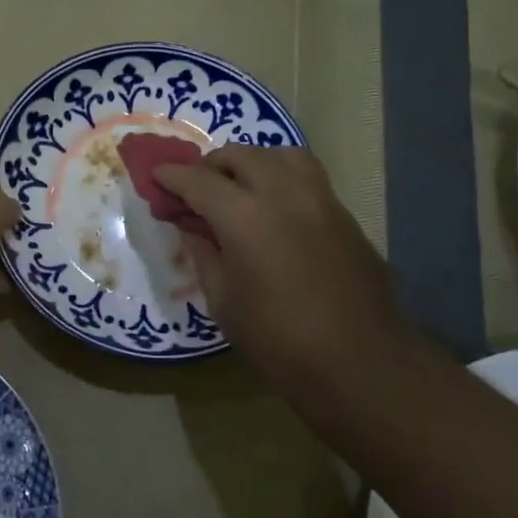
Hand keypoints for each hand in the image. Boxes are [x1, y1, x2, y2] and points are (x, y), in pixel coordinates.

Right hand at [156, 146, 411, 403]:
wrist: (361, 363)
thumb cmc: (279, 340)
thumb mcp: (224, 301)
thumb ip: (204, 254)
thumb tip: (192, 227)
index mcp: (244, 216)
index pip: (198, 180)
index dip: (171, 176)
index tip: (156, 177)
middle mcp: (282, 193)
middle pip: (240, 155)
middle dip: (211, 165)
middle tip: (196, 189)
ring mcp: (319, 199)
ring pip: (280, 154)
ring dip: (252, 162)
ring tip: (240, 187)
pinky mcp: (343, 214)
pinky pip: (306, 176)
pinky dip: (281, 177)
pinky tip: (274, 207)